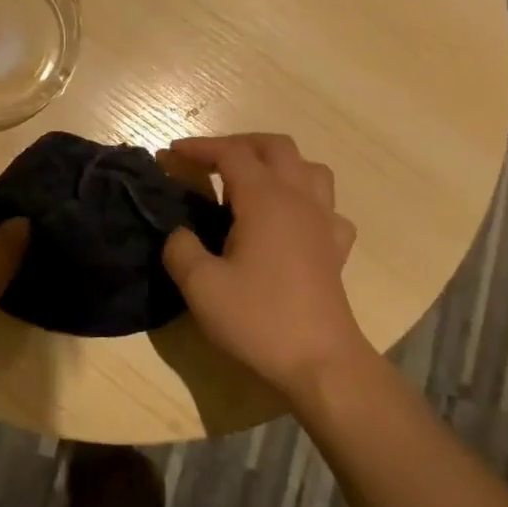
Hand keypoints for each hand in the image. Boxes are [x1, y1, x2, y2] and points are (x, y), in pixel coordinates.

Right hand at [160, 133, 372, 396]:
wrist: (320, 361)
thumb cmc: (258, 319)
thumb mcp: (201, 286)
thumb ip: (180, 249)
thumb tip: (180, 233)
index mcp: (265, 199)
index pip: (231, 153)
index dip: (199, 148)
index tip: (171, 154)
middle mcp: (299, 199)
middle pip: (275, 147)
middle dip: (239, 144)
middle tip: (209, 161)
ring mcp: (324, 222)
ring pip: (309, 169)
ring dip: (278, 164)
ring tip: (252, 183)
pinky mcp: (336, 249)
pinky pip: (327, 208)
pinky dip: (306, 202)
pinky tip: (291, 222)